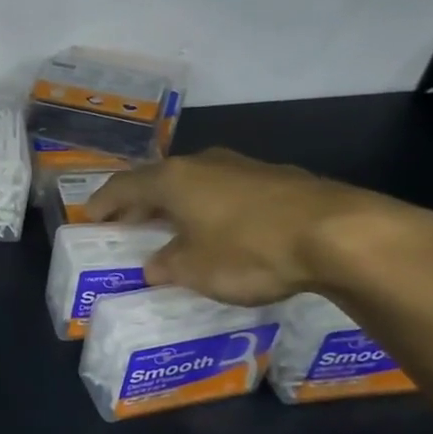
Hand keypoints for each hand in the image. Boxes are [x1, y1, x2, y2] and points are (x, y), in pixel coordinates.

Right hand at [84, 148, 432, 306]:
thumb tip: (155, 265)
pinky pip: (229, 191)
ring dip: (180, 204)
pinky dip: (215, 208)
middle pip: (159, 180)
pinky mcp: (279, 179)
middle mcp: (203, 163)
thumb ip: (167, 266)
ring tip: (175, 228)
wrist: (341, 234)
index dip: (104, 202)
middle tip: (128, 224)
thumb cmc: (250, 250)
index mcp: (172, 179)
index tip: (91, 217)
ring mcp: (243, 167)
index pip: (123, 186)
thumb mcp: (196, 270)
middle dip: (141, 203)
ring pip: (197, 183)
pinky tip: (224, 230)